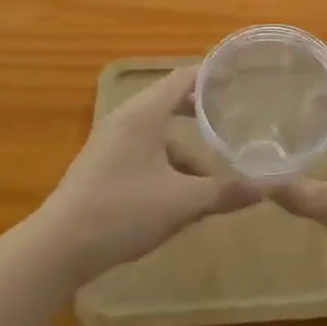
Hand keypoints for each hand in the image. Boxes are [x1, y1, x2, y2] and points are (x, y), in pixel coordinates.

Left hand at [34, 66, 259, 284]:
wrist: (56, 250)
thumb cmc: (121, 213)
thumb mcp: (181, 203)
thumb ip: (226, 191)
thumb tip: (270, 186)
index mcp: (144, 113)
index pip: (185, 77)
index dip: (215, 75)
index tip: (244, 79)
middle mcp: (127, 117)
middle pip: (172, 98)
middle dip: (205, 107)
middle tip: (239, 113)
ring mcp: (112, 140)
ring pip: (159, 126)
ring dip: (187, 138)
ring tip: (218, 154)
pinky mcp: (104, 162)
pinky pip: (145, 145)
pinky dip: (169, 155)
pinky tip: (185, 185)